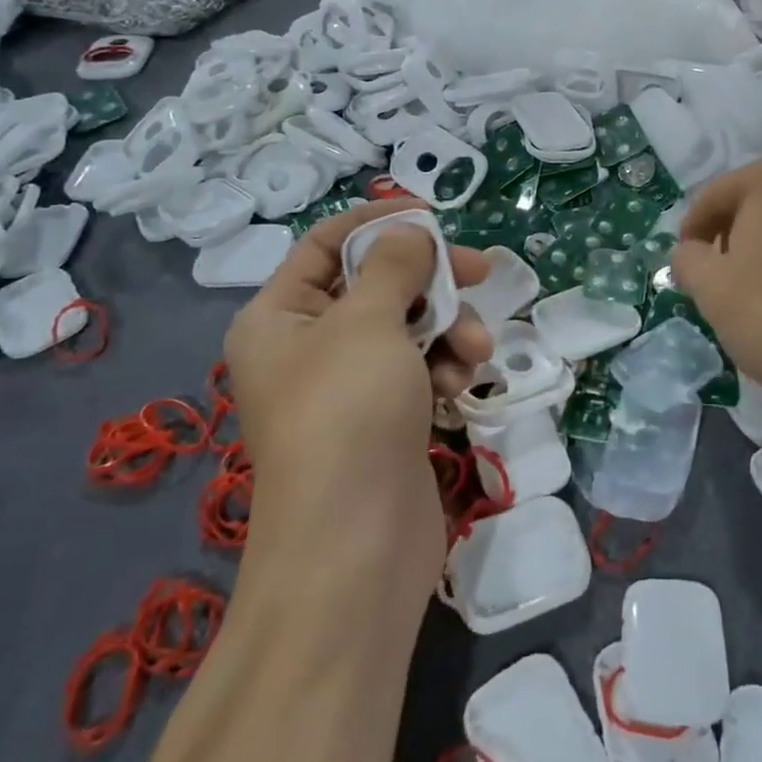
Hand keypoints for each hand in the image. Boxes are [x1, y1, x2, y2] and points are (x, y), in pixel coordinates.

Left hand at [224, 200, 491, 585]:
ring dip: (449, 329)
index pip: (328, 245)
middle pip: (377, 286)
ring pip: (408, 329)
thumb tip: (412, 232)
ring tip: (474, 351)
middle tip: (482, 271)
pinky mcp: (387, 418)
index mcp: (279, 317)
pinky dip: (446, 368)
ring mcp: (350, 386)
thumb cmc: (348, 413)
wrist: (356, 546)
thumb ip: (395, 265)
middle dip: (431, 281)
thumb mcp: (367, 321)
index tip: (433, 215)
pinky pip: (420, 370)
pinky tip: (463, 385)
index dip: (380, 222)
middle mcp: (308, 347)